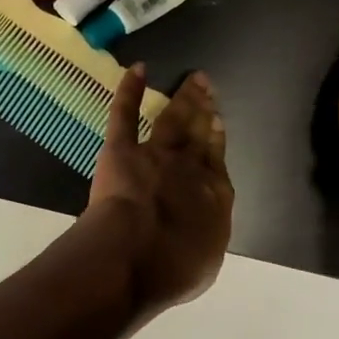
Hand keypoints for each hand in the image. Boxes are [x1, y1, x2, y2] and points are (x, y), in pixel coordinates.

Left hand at [87, 66, 233, 311]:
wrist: (134, 255)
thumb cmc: (173, 268)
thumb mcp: (205, 262)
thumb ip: (205, 237)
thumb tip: (203, 230)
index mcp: (214, 195)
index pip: (217, 160)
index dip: (217, 139)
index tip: (217, 121)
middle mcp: (190, 168)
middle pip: (199, 133)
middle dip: (204, 108)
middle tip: (207, 85)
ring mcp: (156, 155)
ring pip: (173, 120)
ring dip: (183, 97)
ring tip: (192, 79)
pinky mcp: (122, 151)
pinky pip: (125, 115)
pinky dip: (130, 91)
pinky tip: (138, 70)